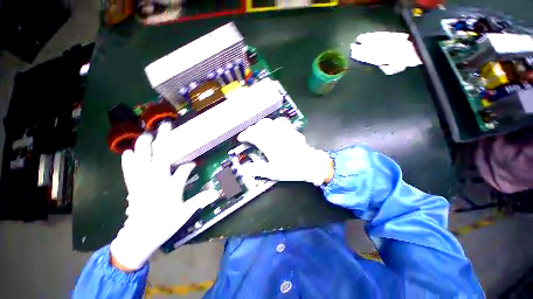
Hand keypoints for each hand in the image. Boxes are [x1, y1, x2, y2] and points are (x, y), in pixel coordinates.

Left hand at [110, 123, 218, 270]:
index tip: (192, 164)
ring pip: (141, 150)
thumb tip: (216, 193)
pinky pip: (127, 164)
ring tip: (147, 136)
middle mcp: (156, 175)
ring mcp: (142, 176)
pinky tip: (129, 152)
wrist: (143, 232)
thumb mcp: (184, 213)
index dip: (189, 165)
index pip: (184, 169)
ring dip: (144, 141)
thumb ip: (199, 200)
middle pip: (159, 149)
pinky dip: (128, 156)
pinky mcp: (131, 180)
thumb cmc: (165, 223)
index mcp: (171, 184)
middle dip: (163, 135)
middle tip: (164, 126)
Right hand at [237, 118, 333, 185]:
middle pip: (260, 125)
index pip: (252, 134)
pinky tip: (275, 129)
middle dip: (253, 129)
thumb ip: (256, 169)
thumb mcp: (272, 172)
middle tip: (250, 136)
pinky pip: (281, 122)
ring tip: (260, 131)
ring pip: (270, 122)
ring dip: (262, 125)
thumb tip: (243, 169)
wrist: (310, 164)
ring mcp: (284, 130)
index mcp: (267, 142)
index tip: (241, 139)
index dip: (245, 135)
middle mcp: (274, 133)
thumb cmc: (290, 169)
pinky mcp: (292, 130)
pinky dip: (274, 124)